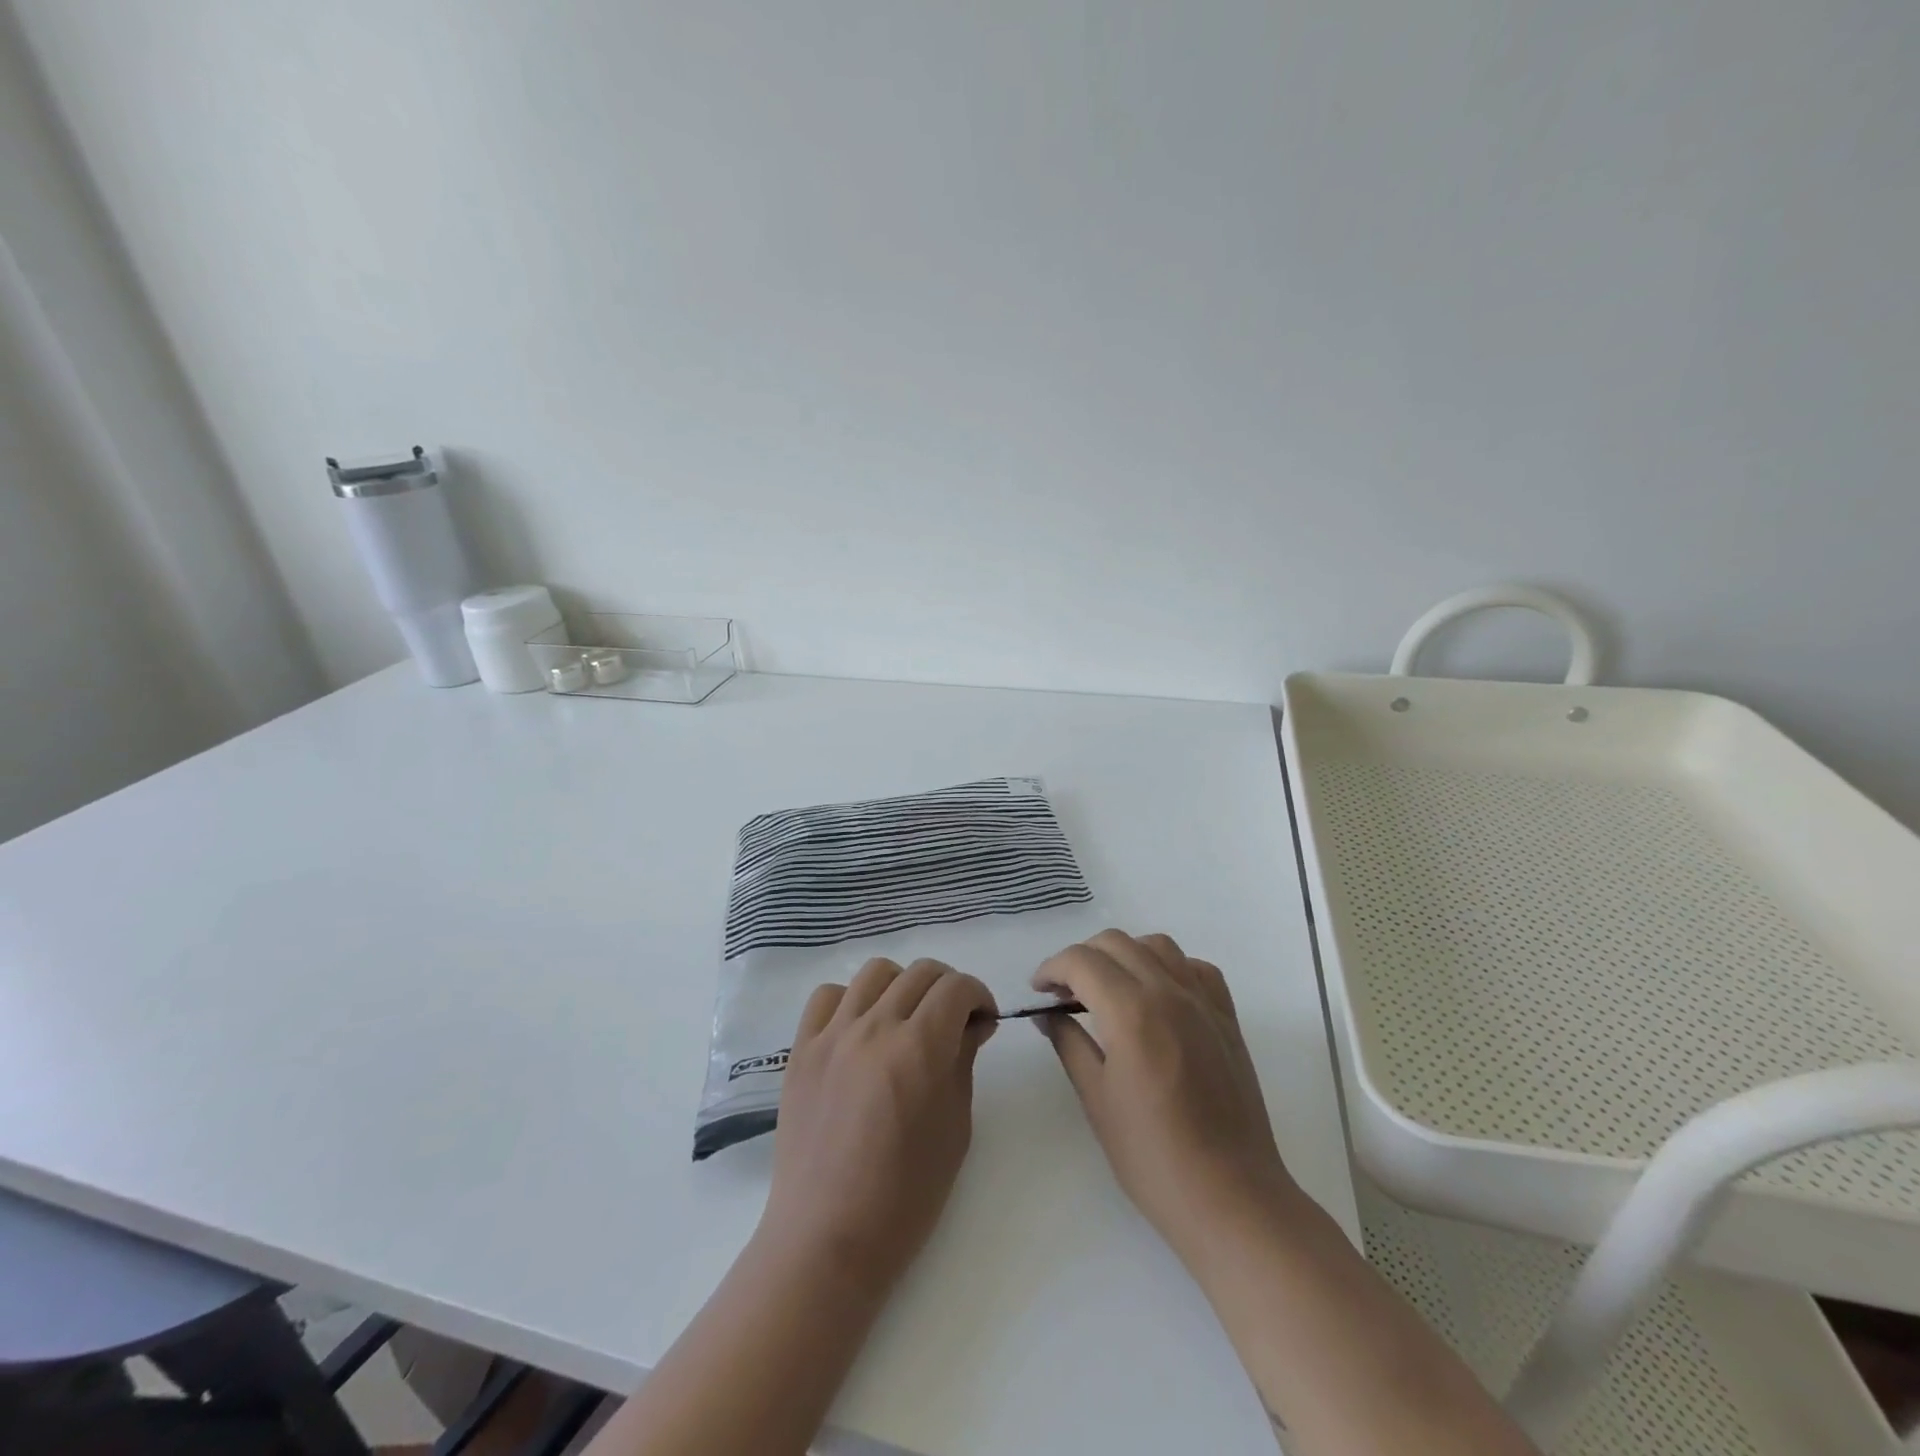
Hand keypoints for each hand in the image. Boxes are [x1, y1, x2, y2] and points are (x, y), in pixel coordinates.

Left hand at [760, 957, 996, 1292]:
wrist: (827, 1239)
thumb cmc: (905, 1197)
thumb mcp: (955, 1129)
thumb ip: (964, 1061)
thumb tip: (974, 1022)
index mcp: (919, 1048)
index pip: (956, 987)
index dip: (978, 995)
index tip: (983, 1019)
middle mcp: (874, 1027)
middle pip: (920, 973)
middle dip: (948, 988)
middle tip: (954, 1020)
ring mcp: (833, 1035)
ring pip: (875, 973)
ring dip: (902, 986)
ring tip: (906, 1019)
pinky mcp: (802, 1049)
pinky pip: (827, 996)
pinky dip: (851, 1000)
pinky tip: (860, 1029)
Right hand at [1032, 930, 1294, 1264]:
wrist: (1230, 1197)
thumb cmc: (1153, 1156)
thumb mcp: (1097, 1099)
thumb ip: (1069, 1044)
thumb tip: (1047, 1014)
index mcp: (1131, 1011)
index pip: (1081, 961)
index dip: (1052, 968)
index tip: (1038, 990)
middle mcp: (1169, 992)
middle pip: (1116, 943)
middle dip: (1081, 958)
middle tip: (1064, 992)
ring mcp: (1203, 1002)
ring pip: (1157, 945)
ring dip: (1124, 954)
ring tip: (1108, 988)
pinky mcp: (1227, 1018)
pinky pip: (1195, 968)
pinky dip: (1169, 967)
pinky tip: (1157, 996)